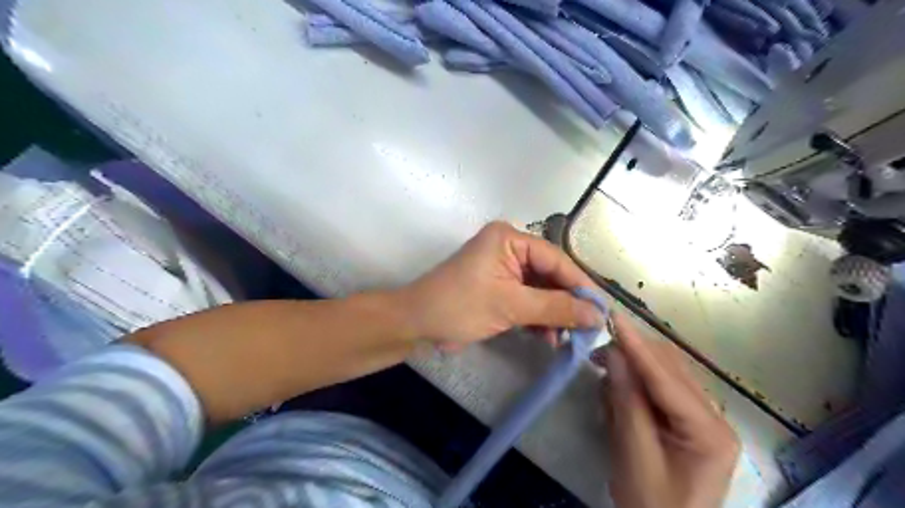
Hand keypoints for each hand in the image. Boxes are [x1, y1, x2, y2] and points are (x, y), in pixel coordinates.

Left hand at [399, 222, 602, 348]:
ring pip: (541, 290)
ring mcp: (504, 269)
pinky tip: (548, 338)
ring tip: (567, 339)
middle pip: (550, 275)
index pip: (556, 259)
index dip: (581, 285)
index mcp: (510, 239)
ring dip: (553, 314)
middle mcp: (509, 248)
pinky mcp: (499, 289)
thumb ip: (556, 308)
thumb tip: (598, 315)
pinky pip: (528, 300)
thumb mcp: (510, 306)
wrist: (417, 324)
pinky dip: (538, 319)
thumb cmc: (459, 306)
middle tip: (588, 328)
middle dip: (567, 303)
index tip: (603, 310)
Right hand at [599, 316, 737, 506]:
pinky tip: (619, 391)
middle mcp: (714, 416)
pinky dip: (637, 383)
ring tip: (604, 373)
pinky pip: (661, 387)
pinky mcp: (689, 420)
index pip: (667, 377)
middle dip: (633, 354)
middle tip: (596, 353)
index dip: (637, 346)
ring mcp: (704, 417)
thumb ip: (626, 402)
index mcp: (710, 431)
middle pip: (670, 368)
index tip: (613, 317)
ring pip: (666, 373)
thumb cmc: (651, 504)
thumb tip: (614, 354)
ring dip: (634, 367)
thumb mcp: (634, 455)